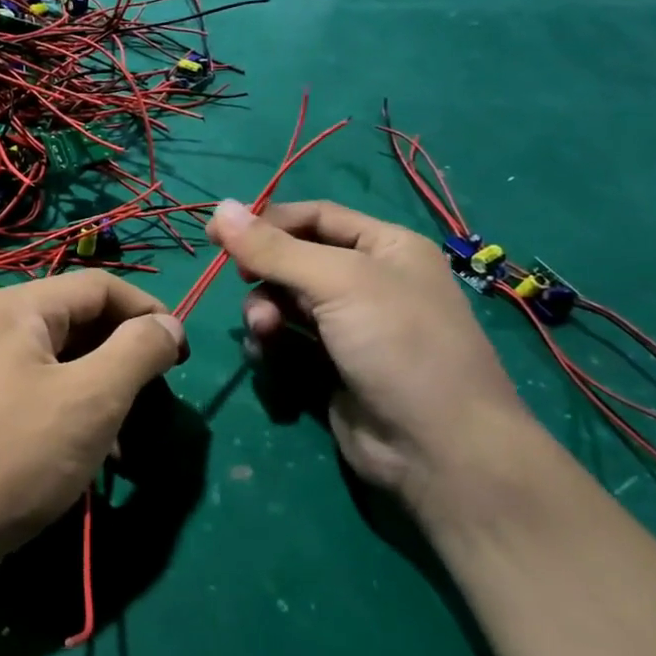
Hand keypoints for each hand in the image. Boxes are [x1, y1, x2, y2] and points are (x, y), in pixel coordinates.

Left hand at [0, 273, 184, 581]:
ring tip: (131, 437)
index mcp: (17, 308)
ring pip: (63, 363)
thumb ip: (139, 351)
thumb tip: (169, 324)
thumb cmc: (17, 455)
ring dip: (105, 391)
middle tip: (157, 399)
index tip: (183, 355)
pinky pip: (40, 393)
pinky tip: (95, 455)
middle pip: (79, 322)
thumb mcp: (93, 398)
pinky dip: (75, 412)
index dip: (149, 311)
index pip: (100, 286)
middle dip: (126, 357)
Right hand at [206, 198, 542, 529]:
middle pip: (295, 260)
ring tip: (264, 331)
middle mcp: (369, 282)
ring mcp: (350, 328)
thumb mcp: (339, 282)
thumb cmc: (398, 344)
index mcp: (385, 247)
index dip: (266, 221)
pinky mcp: (331, 369)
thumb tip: (220, 208)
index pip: (315, 217)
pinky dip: (271, 345)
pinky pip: (287, 343)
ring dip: (264, 312)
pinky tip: (266, 357)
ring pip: (285, 303)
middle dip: (266, 273)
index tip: (218, 233)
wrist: (437, 447)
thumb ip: (275, 249)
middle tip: (243, 283)